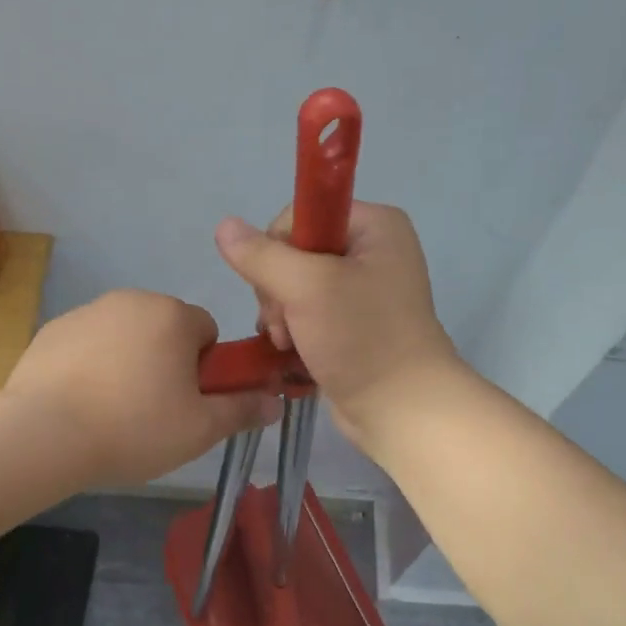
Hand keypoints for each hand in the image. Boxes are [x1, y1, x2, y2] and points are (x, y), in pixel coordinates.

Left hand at [6, 290, 274, 485]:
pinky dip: (91, 365)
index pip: (207, 330)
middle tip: (154, 411)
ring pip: (125, 335)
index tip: (188, 401)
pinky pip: (88, 344)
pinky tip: (80, 402)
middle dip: (166, 361)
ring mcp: (86, 312)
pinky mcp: (52, 330)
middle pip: (165, 329)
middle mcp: (131, 300)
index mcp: (172, 315)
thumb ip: (241, 410)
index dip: (205, 368)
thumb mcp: (200, 429)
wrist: (43, 434)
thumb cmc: (134, 427)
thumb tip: (274, 402)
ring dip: (128, 361)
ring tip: (113, 411)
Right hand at [214, 202, 460, 449]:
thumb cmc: (361, 338)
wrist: (402, 410)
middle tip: (284, 324)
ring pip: (294, 287)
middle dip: (277, 290)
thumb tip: (224, 226)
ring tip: (287, 344)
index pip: (299, 216)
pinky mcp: (354, 324)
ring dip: (281, 316)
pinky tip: (290, 352)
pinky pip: (308, 313)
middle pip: (293, 253)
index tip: (281, 288)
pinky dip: (294, 332)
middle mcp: (372, 250)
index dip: (277, 250)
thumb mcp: (307, 288)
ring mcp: (364, 290)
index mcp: (374, 225)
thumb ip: (261, 256)